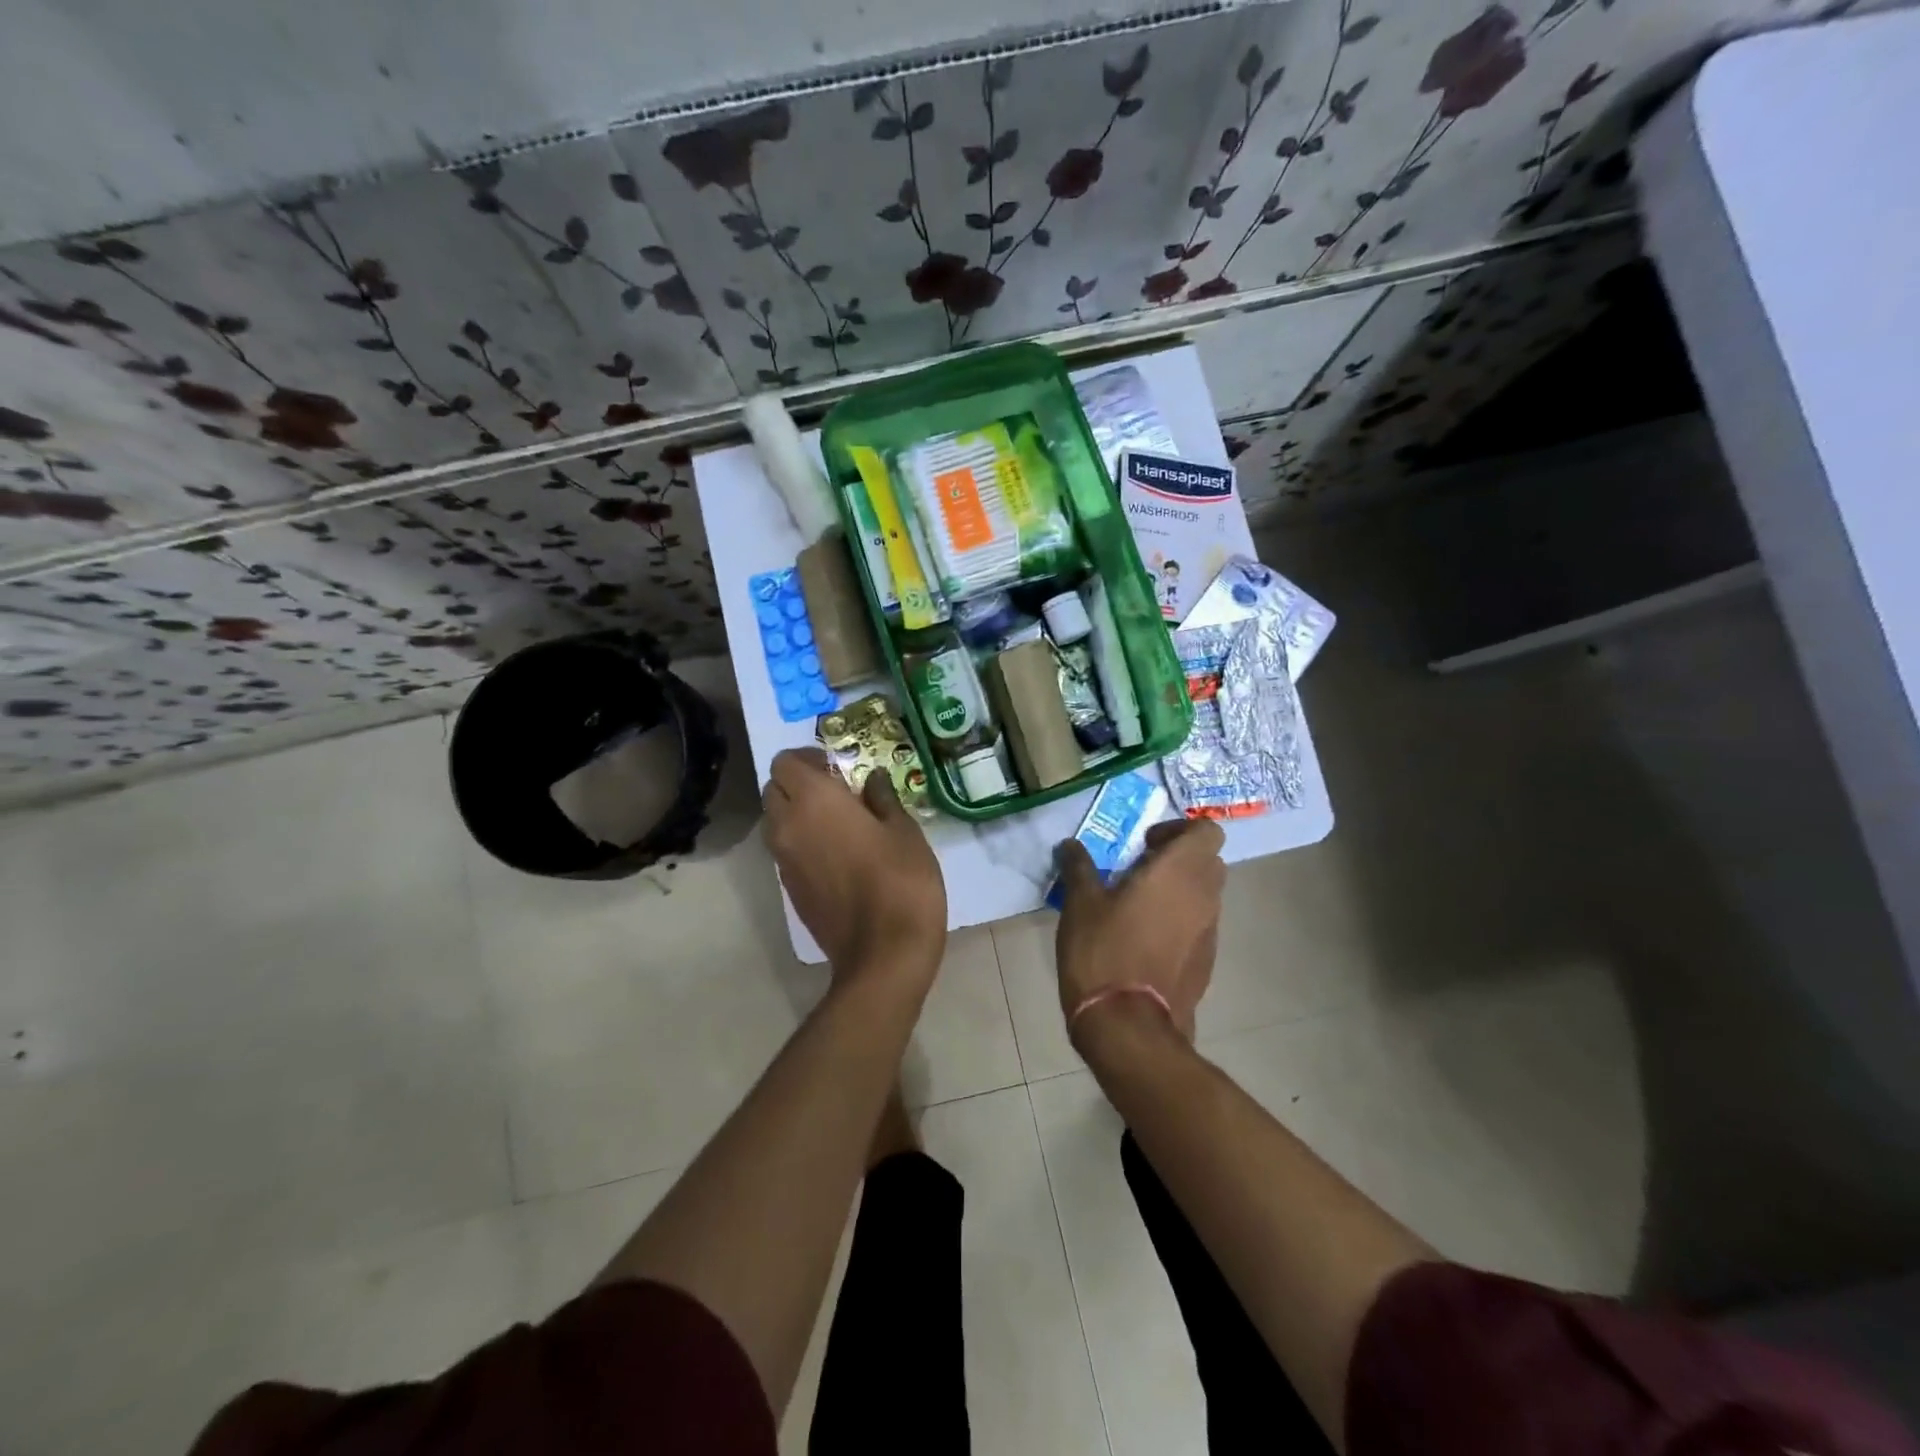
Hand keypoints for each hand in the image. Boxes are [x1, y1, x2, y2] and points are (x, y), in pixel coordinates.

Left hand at [763, 748, 946, 988]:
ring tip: (836, 823)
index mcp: (814, 801)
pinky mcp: (789, 889)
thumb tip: (871, 779)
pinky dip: (800, 842)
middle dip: (797, 784)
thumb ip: (882, 798)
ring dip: (795, 813)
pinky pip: (784, 851)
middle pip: (773, 789)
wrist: (883, 954)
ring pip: (774, 821)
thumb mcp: (904, 831)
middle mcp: (788, 825)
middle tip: (836, 792)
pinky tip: (836, 854)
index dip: (807, 758)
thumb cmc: (901, 881)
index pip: (785, 762)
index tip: (837, 767)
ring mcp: (783, 861)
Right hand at [1055, 818, 1226, 1043]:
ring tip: (1137, 906)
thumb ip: (1079, 867)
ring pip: (1205, 895)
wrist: (1128, 1026)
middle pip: (1208, 861)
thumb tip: (1070, 845)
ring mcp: (1210, 932)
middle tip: (1138, 870)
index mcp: (1180, 872)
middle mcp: (1204, 897)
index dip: (1179, 829)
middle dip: (1178, 858)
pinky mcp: (1206, 963)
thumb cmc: (1104, 951)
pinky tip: (1144, 940)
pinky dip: (1179, 921)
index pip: (1208, 830)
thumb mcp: (1080, 903)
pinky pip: (1199, 926)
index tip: (1144, 844)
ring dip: (1179, 891)